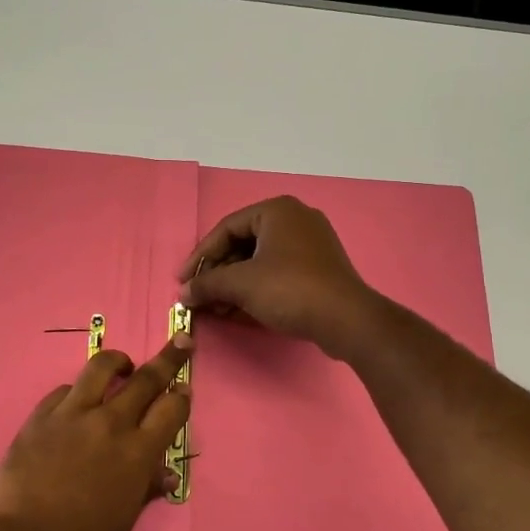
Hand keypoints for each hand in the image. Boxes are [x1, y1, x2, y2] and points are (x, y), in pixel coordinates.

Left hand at [0, 337, 191, 530]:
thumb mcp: (122, 526)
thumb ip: (144, 491)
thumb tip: (165, 474)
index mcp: (137, 453)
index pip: (171, 410)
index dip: (182, 397)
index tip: (184, 389)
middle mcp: (109, 423)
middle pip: (146, 379)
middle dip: (168, 358)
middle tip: (180, 342)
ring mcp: (72, 415)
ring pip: (100, 367)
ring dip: (118, 361)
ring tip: (123, 366)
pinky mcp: (40, 416)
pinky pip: (64, 390)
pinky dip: (77, 391)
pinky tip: (76, 403)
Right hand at [178, 196, 378, 359]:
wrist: (346, 319)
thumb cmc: (289, 289)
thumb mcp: (241, 284)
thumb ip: (207, 284)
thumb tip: (184, 294)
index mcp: (277, 210)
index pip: (226, 229)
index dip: (200, 256)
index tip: (183, 280)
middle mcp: (295, 218)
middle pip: (243, 243)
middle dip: (218, 273)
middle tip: (199, 295)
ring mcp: (311, 243)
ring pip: (259, 259)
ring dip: (234, 283)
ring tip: (215, 308)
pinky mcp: (319, 267)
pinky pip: (277, 270)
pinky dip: (256, 287)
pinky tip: (238, 309)